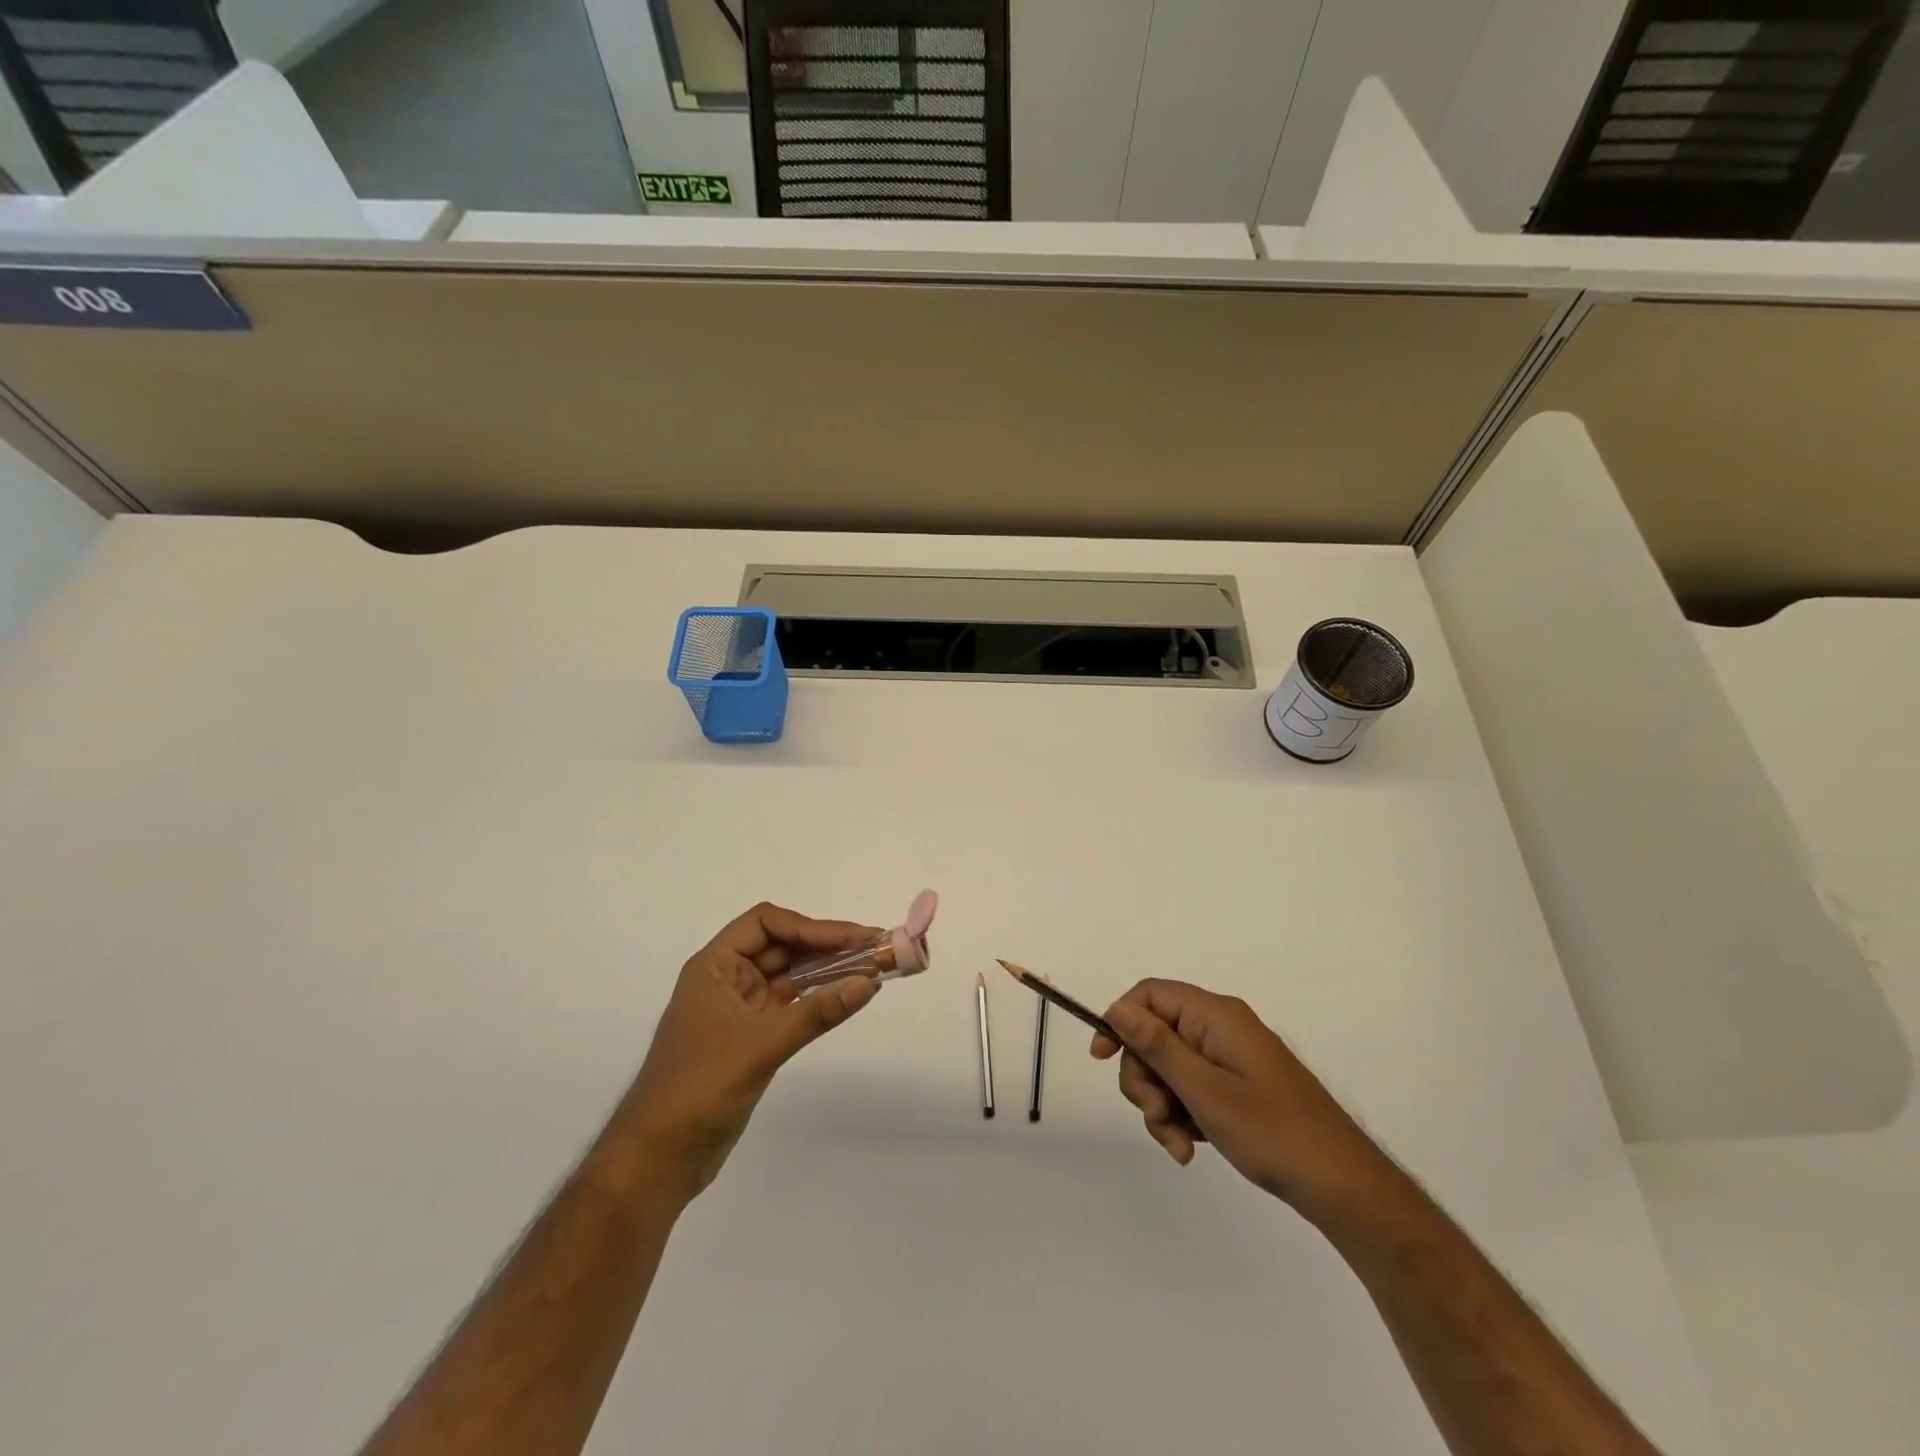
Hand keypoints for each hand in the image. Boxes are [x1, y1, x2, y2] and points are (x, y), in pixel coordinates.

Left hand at [621, 903, 882, 1199]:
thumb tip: (869, 982)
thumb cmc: (698, 1088)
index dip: (809, 927)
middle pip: (781, 946)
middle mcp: (726, 980)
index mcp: (714, 967)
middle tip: (873, 948)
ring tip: (869, 968)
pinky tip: (845, 998)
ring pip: (788, 976)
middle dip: (825, 945)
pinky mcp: (750, 1039)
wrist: (658, 1159)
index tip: (852, 938)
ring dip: (825, 971)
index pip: (765, 924)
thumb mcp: (760, 1045)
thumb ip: (816, 1013)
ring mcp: (739, 1010)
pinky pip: (790, 1006)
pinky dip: (817, 999)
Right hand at [1091, 979, 1396, 1222]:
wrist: (1342, 1185)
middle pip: (1155, 1034)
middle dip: (1145, 1077)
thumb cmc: (1272, 1132)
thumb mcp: (1204, 1090)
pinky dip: (1183, 1115)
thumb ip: (1157, 1046)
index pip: (1149, 995)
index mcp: (1214, 1015)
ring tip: (1179, 1144)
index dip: (1120, 1020)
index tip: (1103, 1058)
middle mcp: (1220, 1027)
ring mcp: (1230, 1057)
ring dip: (1162, 1105)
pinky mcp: (1238, 1084)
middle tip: (1158, 1115)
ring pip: (1169, 1067)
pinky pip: (1192, 1088)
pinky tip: (1190, 1148)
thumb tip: (1117, 1007)